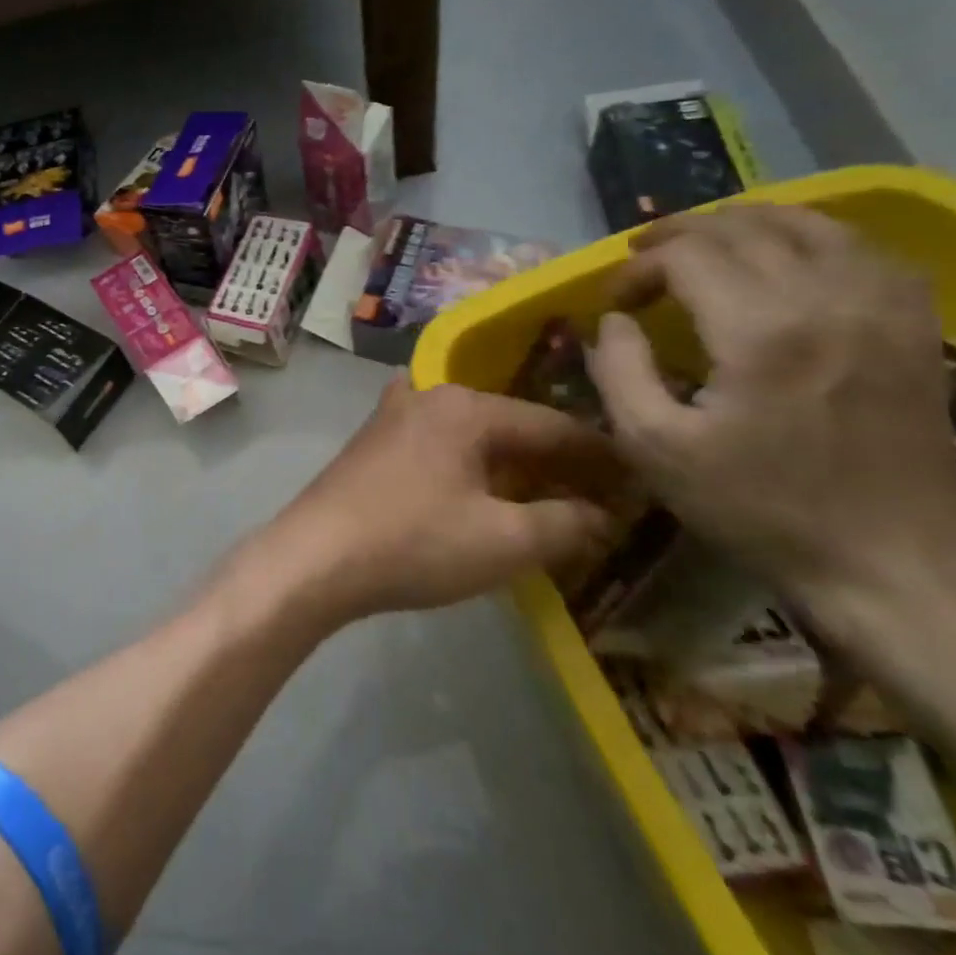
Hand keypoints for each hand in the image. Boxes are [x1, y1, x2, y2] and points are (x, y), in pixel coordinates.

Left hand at [249, 378, 623, 624]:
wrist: (314, 557)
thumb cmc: (414, 543)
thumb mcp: (505, 541)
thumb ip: (566, 523)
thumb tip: (602, 515)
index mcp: (465, 407)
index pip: (553, 425)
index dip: (601, 457)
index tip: (640, 483)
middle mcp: (426, 397)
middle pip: (509, 425)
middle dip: (554, 461)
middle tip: (599, 498)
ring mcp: (391, 418)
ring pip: (471, 435)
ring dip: (510, 465)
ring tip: (548, 498)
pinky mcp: (371, 445)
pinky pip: (438, 446)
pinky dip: (469, 467)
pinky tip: (481, 493)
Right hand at [585, 204, 955, 608]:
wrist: (887, 563)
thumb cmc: (754, 506)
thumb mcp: (652, 445)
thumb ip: (618, 369)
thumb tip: (615, 320)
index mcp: (760, 332)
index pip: (687, 255)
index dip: (638, 268)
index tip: (614, 303)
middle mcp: (829, 301)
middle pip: (743, 229)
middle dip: (678, 236)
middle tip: (640, 264)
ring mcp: (884, 310)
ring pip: (810, 224)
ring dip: (744, 223)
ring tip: (702, 244)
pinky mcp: (915, 328)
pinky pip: (865, 251)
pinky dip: (813, 239)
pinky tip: (785, 258)